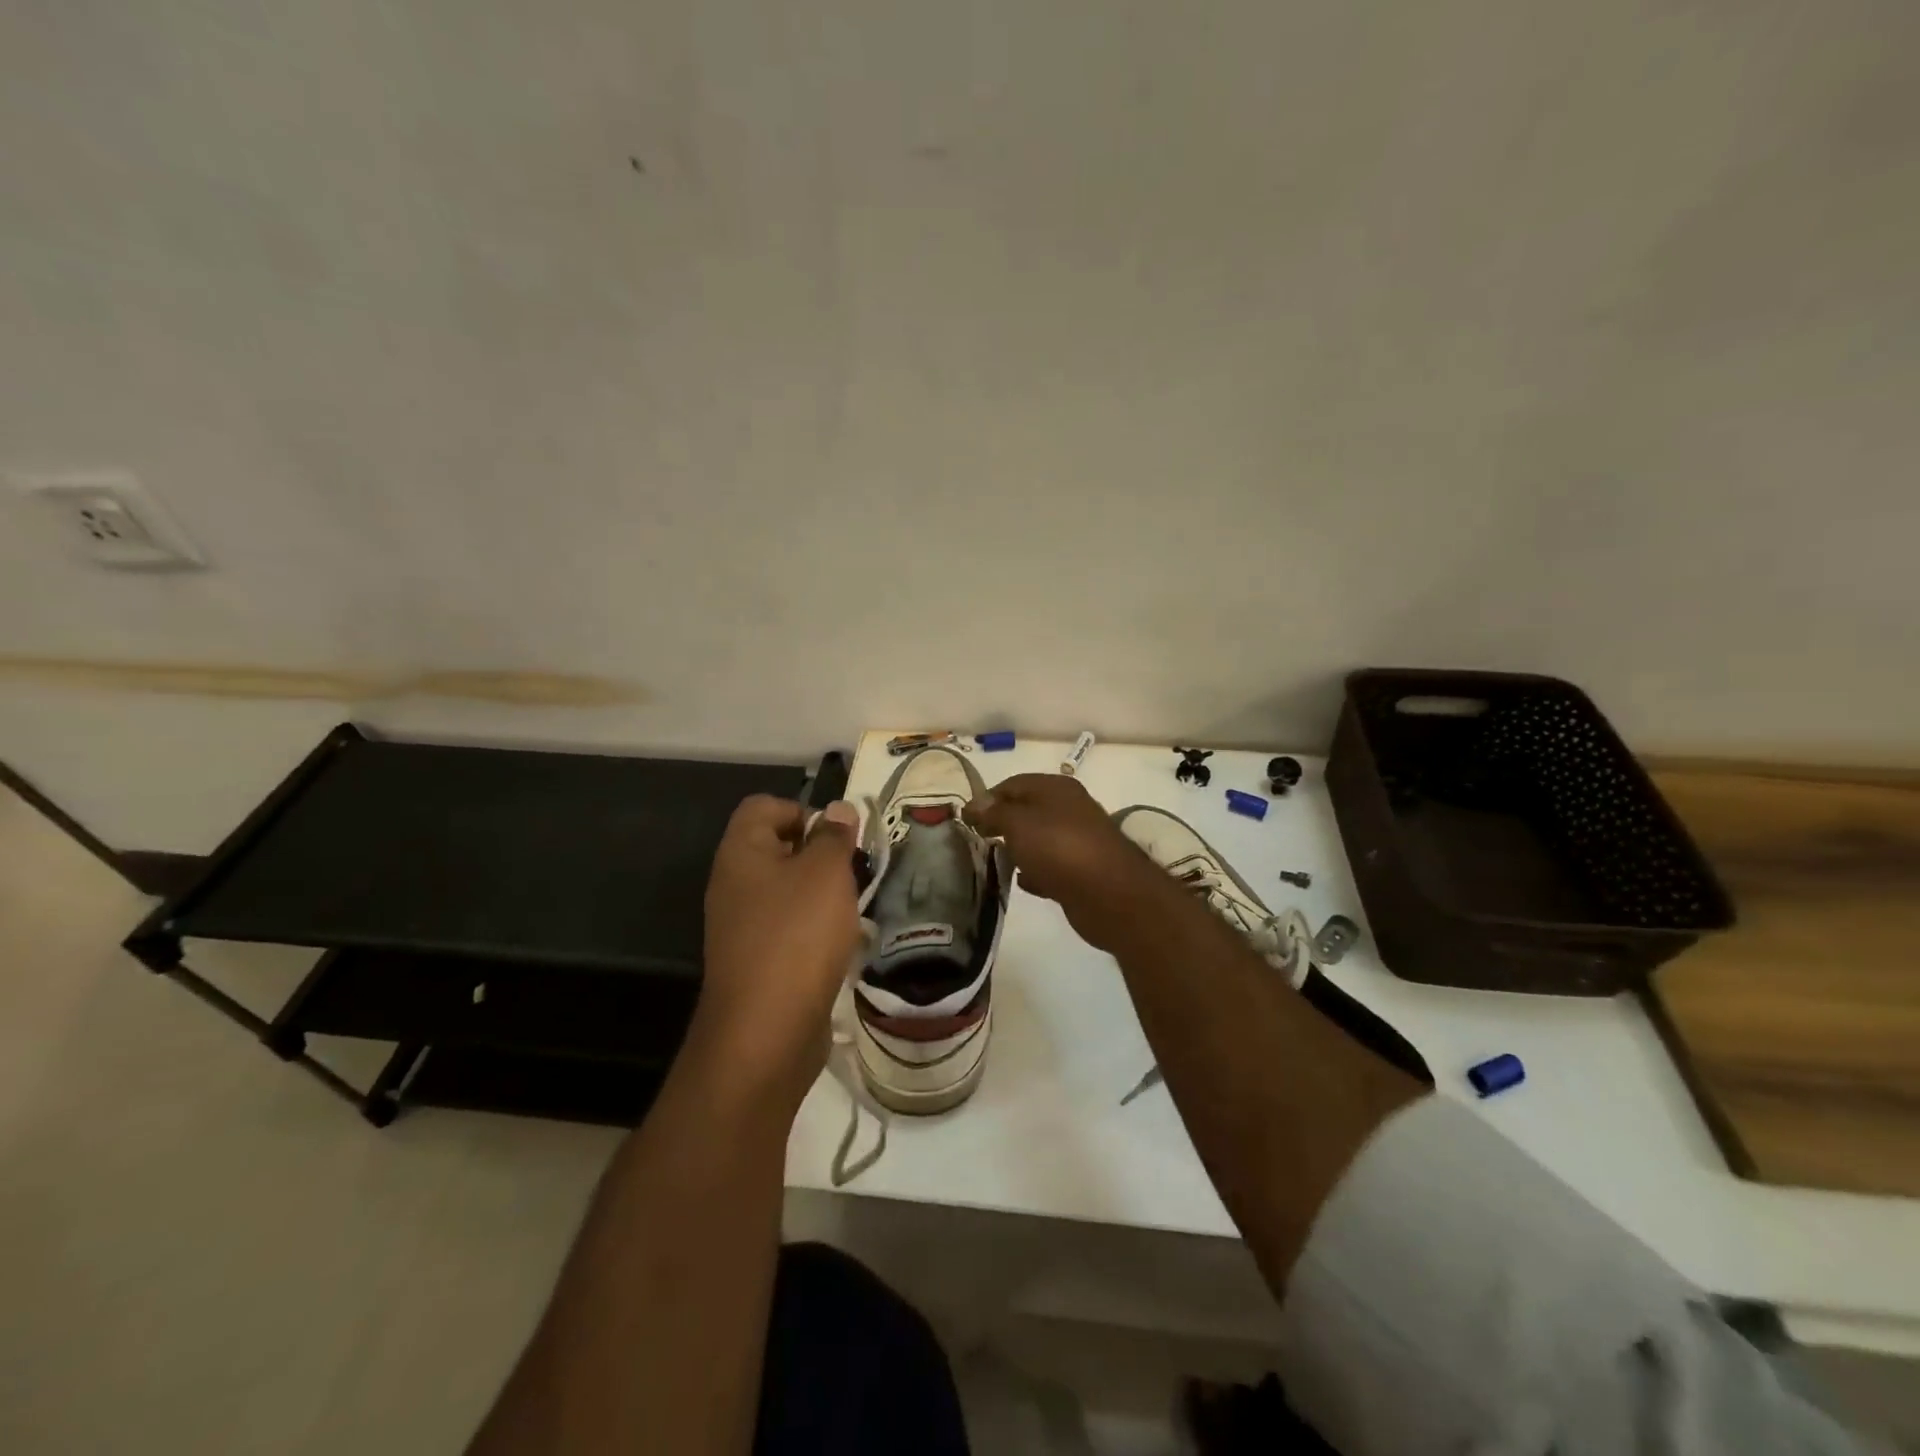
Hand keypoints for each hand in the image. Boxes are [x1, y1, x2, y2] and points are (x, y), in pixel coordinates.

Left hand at [694, 795, 863, 1107]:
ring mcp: (742, 925)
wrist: (766, 1031)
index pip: (764, 806)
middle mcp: (734, 884)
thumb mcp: (826, 873)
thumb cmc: (797, 935)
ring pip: (787, 890)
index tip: (839, 837)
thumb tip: (839, 810)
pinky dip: (815, 928)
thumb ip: (835, 837)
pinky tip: (841, 943)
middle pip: (777, 847)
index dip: (803, 810)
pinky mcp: (756, 960)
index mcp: (741, 852)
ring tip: (853, 907)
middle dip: (820, 854)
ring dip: (822, 893)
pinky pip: (788, 927)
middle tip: (854, 871)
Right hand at [963, 774, 1163, 950]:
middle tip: (977, 840)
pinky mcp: (1082, 871)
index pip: (1013, 784)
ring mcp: (1078, 841)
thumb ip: (993, 812)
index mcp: (1056, 788)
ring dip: (1018, 848)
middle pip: (1027, 810)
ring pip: (1039, 839)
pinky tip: (1022, 881)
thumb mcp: (1018, 823)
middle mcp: (1069, 809)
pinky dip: (1035, 871)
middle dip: (1002, 823)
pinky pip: (1051, 866)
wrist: (1110, 894)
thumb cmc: (1059, 848)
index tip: (966, 820)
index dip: (988, 798)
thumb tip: (974, 805)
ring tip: (995, 860)